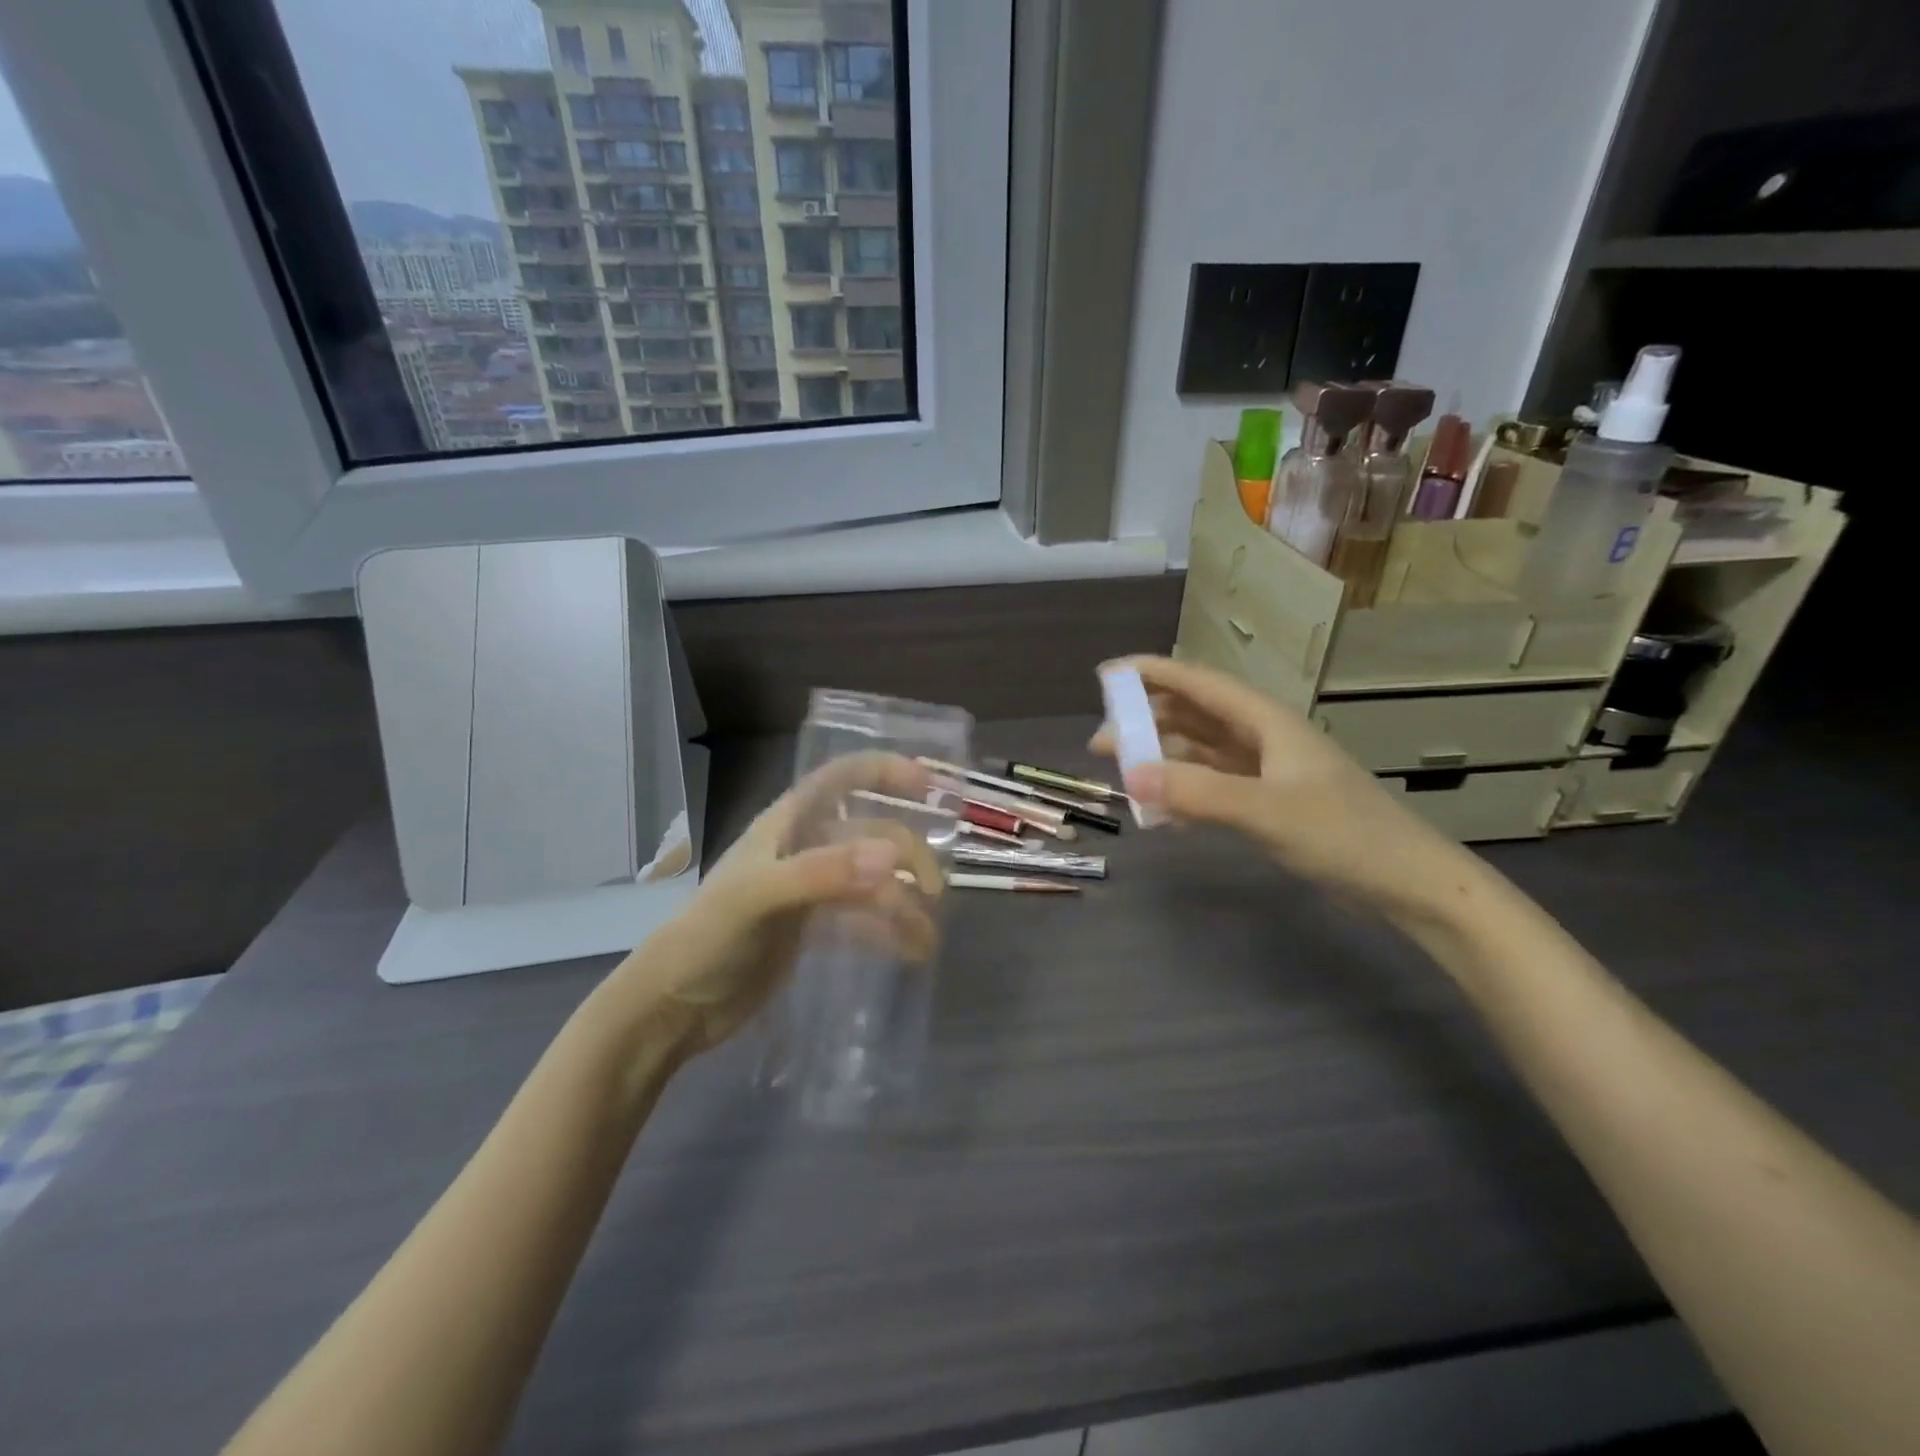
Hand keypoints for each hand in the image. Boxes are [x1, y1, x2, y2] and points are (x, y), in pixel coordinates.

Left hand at [623, 753, 942, 1054]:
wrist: (674, 1008)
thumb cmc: (708, 940)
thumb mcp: (759, 899)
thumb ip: (821, 874)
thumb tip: (890, 858)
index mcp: (785, 826)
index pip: (840, 779)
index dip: (883, 771)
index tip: (928, 786)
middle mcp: (801, 849)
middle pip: (868, 833)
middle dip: (904, 853)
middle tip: (932, 891)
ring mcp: (808, 891)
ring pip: (870, 879)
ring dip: (902, 899)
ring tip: (928, 932)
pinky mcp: (811, 929)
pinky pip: (862, 920)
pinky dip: (889, 931)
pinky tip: (913, 950)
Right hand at [1091, 656, 1480, 923]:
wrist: (1406, 882)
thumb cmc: (1343, 835)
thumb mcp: (1266, 811)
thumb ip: (1198, 792)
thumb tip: (1130, 775)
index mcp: (1265, 721)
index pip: (1199, 683)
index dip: (1152, 673)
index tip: (1106, 676)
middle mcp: (1263, 737)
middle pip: (1193, 716)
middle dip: (1146, 722)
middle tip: (1101, 742)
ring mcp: (1267, 771)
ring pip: (1201, 752)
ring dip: (1162, 758)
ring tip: (1122, 774)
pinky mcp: (1269, 801)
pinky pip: (1213, 785)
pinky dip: (1184, 791)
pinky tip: (1163, 812)